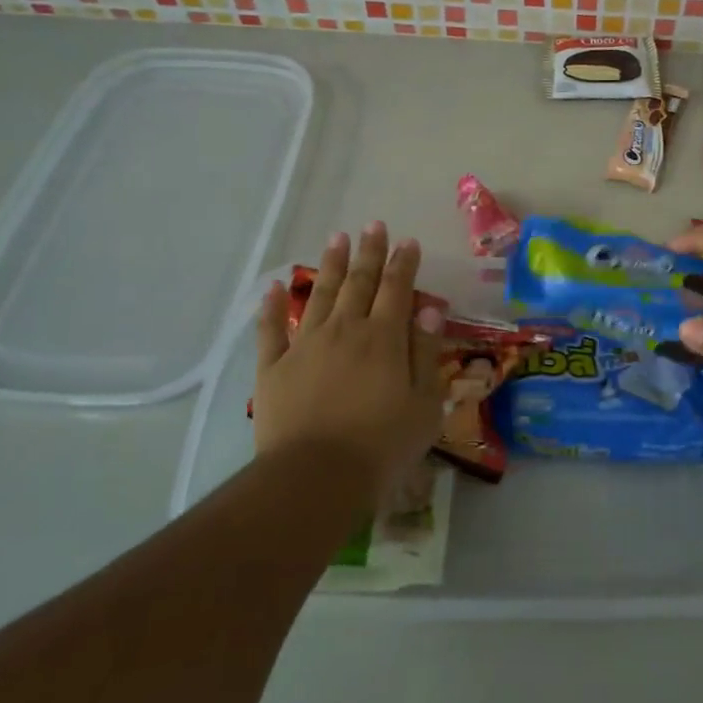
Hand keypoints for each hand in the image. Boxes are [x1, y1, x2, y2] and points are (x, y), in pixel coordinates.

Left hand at [252, 223, 447, 502]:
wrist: (315, 477)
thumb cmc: (381, 445)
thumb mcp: (424, 404)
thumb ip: (426, 354)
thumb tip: (431, 311)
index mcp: (383, 338)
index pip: (397, 289)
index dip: (403, 263)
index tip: (407, 241)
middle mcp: (345, 330)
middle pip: (359, 282)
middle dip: (369, 252)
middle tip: (373, 225)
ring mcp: (305, 345)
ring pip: (320, 294)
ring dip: (330, 265)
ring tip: (337, 238)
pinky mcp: (274, 368)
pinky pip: (271, 329)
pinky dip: (272, 306)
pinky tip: (274, 287)